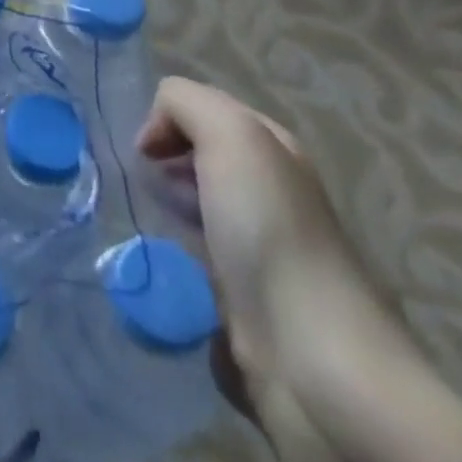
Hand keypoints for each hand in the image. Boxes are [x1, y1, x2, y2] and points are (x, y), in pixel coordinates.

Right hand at [136, 78, 408, 424]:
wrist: (314, 359)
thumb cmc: (270, 231)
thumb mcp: (230, 134)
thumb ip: (186, 102)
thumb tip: (155, 135)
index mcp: (273, 149)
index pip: (205, 110)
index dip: (169, 120)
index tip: (147, 153)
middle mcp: (270, 192)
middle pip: (198, 158)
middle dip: (164, 165)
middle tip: (147, 187)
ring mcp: (260, 250)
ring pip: (195, 209)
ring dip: (167, 212)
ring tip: (151, 227)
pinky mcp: (247, 303)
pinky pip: (196, 263)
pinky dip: (176, 261)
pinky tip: (168, 270)